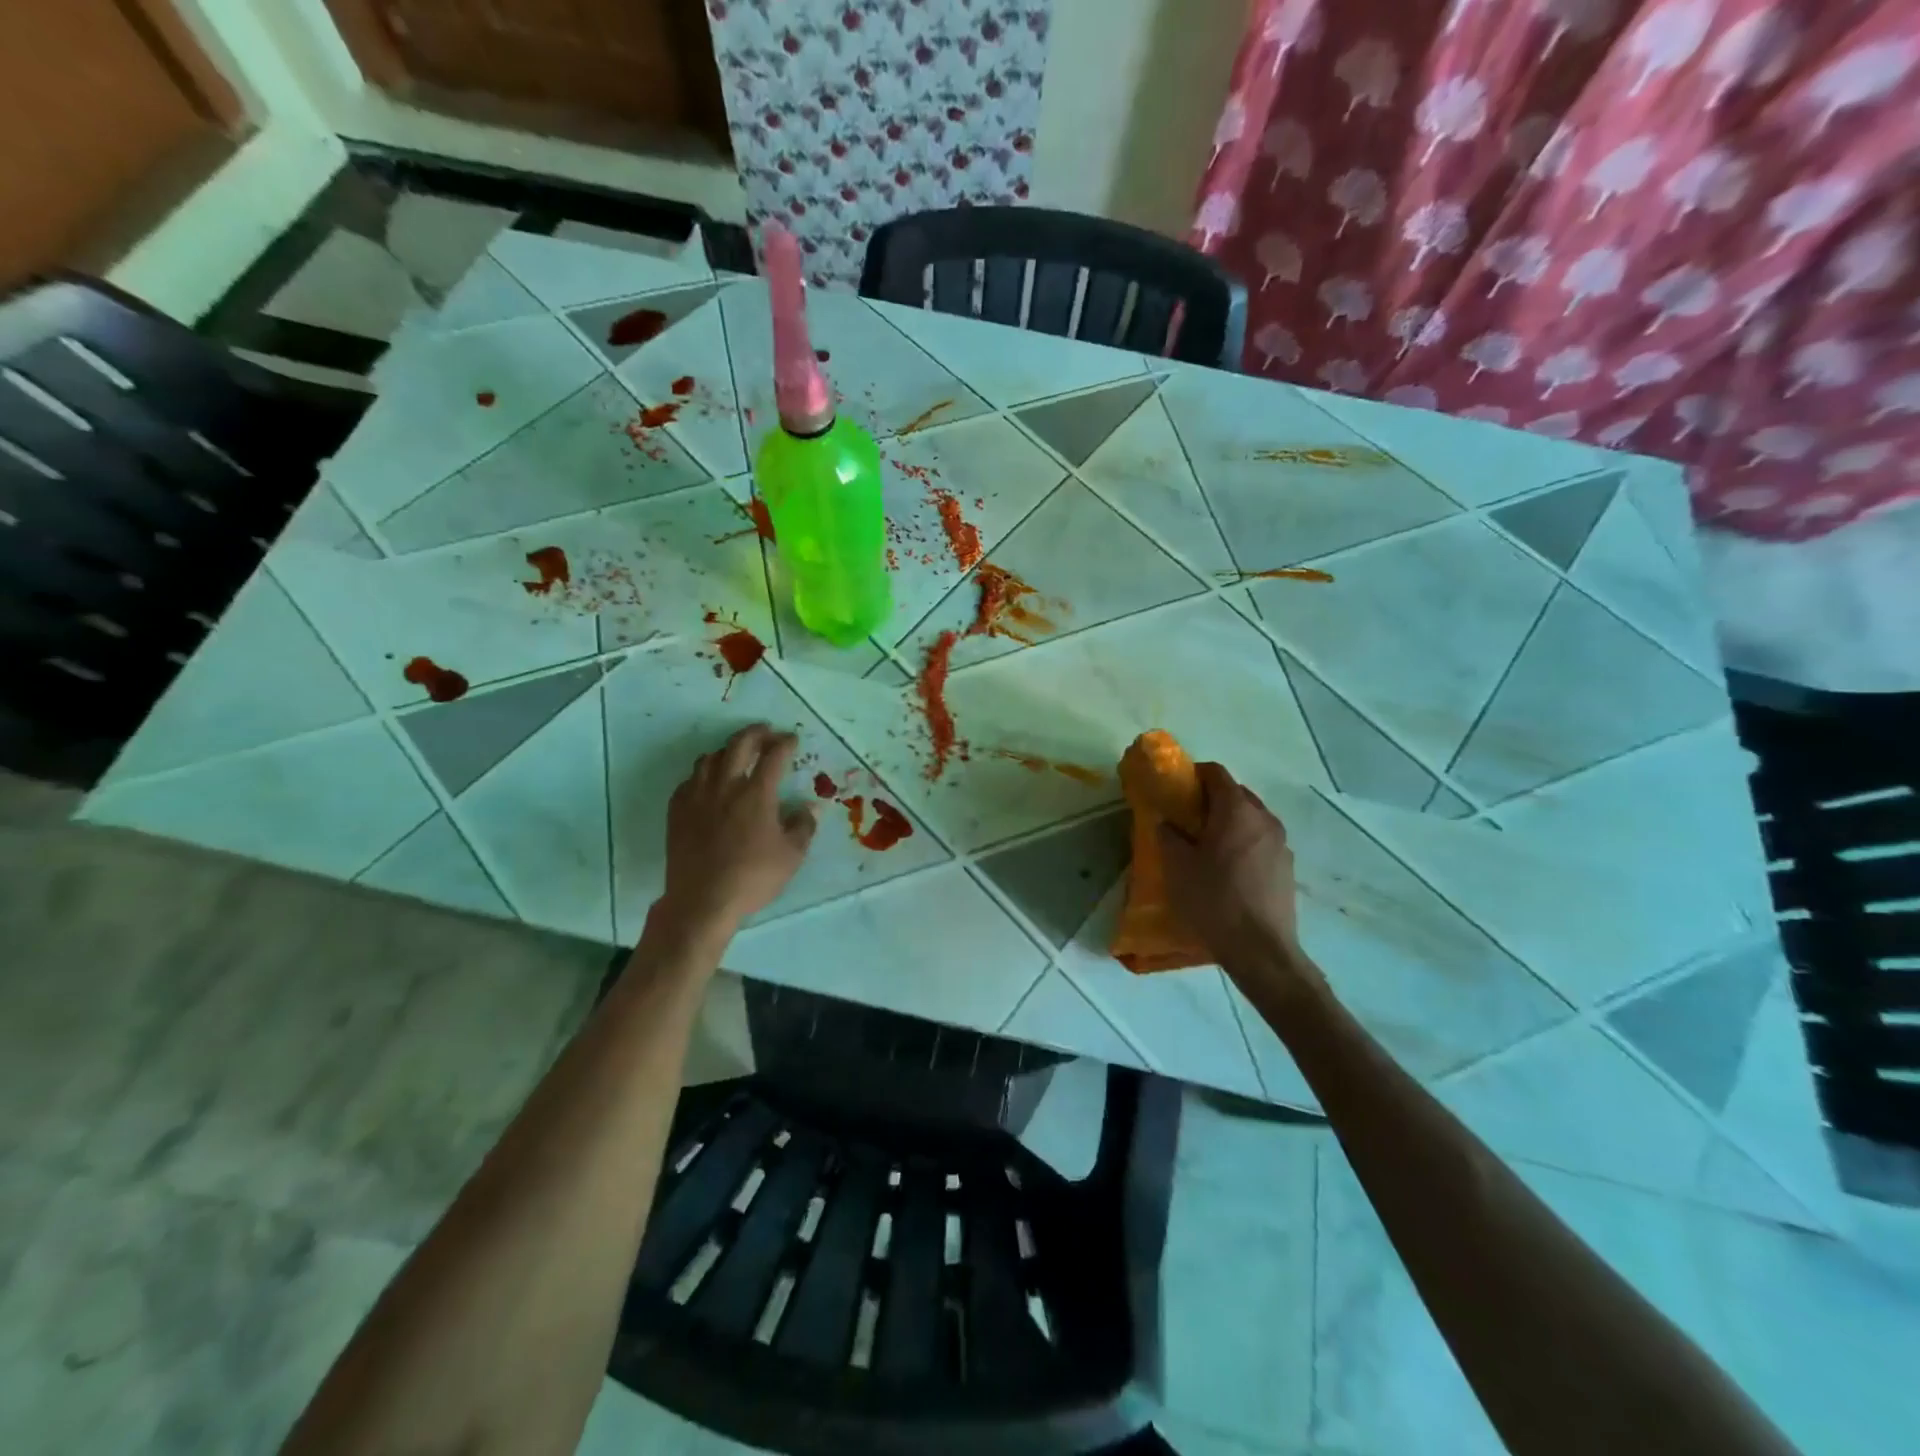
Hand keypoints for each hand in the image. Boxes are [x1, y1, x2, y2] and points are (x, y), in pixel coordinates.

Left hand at [655, 724, 816, 938]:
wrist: (702, 900)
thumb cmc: (752, 878)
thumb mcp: (792, 856)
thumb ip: (803, 826)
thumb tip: (806, 808)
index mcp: (756, 794)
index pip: (773, 756)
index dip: (784, 743)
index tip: (792, 739)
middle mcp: (726, 787)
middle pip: (738, 745)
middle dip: (755, 733)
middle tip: (765, 732)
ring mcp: (697, 797)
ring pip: (709, 758)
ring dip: (726, 750)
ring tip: (736, 754)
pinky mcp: (678, 811)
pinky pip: (689, 780)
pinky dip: (703, 774)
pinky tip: (708, 783)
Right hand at [1158, 763, 1318, 991]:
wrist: (1261, 950)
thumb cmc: (1214, 900)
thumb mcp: (1177, 867)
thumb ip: (1168, 835)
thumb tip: (1167, 821)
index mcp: (1236, 810)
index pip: (1216, 774)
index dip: (1194, 775)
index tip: (1176, 789)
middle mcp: (1264, 818)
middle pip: (1236, 794)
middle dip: (1211, 799)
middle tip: (1187, 817)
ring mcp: (1281, 843)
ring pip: (1251, 818)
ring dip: (1229, 822)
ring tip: (1207, 845)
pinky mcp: (1287, 866)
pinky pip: (1261, 841)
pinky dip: (1243, 842)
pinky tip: (1229, 869)